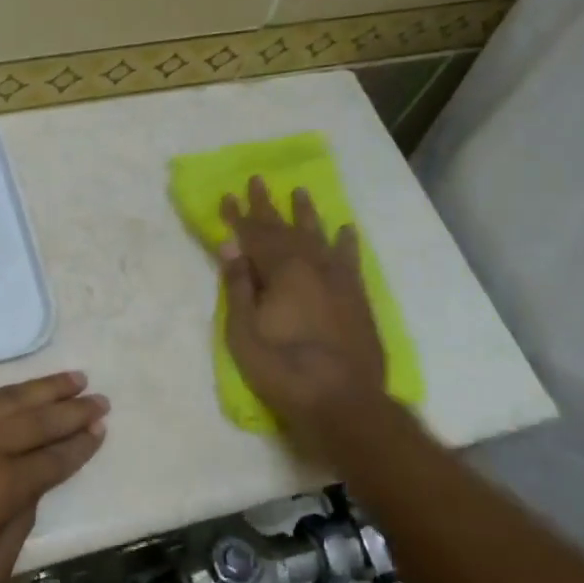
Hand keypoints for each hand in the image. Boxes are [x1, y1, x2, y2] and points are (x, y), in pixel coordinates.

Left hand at [0, 372, 108, 582]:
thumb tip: (28, 497)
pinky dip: (1, 394)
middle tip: (98, 397)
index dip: (79, 446)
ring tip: (70, 379)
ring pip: (6, 400)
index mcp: (0, 487)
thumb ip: (14, 534)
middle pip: (37, 421)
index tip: (100, 430)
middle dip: (72, 410)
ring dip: (42, 389)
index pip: (52, 460)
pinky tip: (15, 392)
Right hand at [219, 177, 388, 432]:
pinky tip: (346, 229)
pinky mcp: (357, 297)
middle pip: (285, 229)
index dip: (238, 216)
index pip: (253, 235)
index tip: (227, 196)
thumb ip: (238, 285)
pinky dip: (346, 243)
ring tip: (300, 191)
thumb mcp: (243, 333)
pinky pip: (350, 260)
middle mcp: (311, 266)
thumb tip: (230, 245)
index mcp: (280, 272)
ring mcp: (338, 280)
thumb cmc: (283, 370)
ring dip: (307, 214)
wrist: (343, 402)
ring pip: (319, 237)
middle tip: (257, 180)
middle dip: (267, 206)